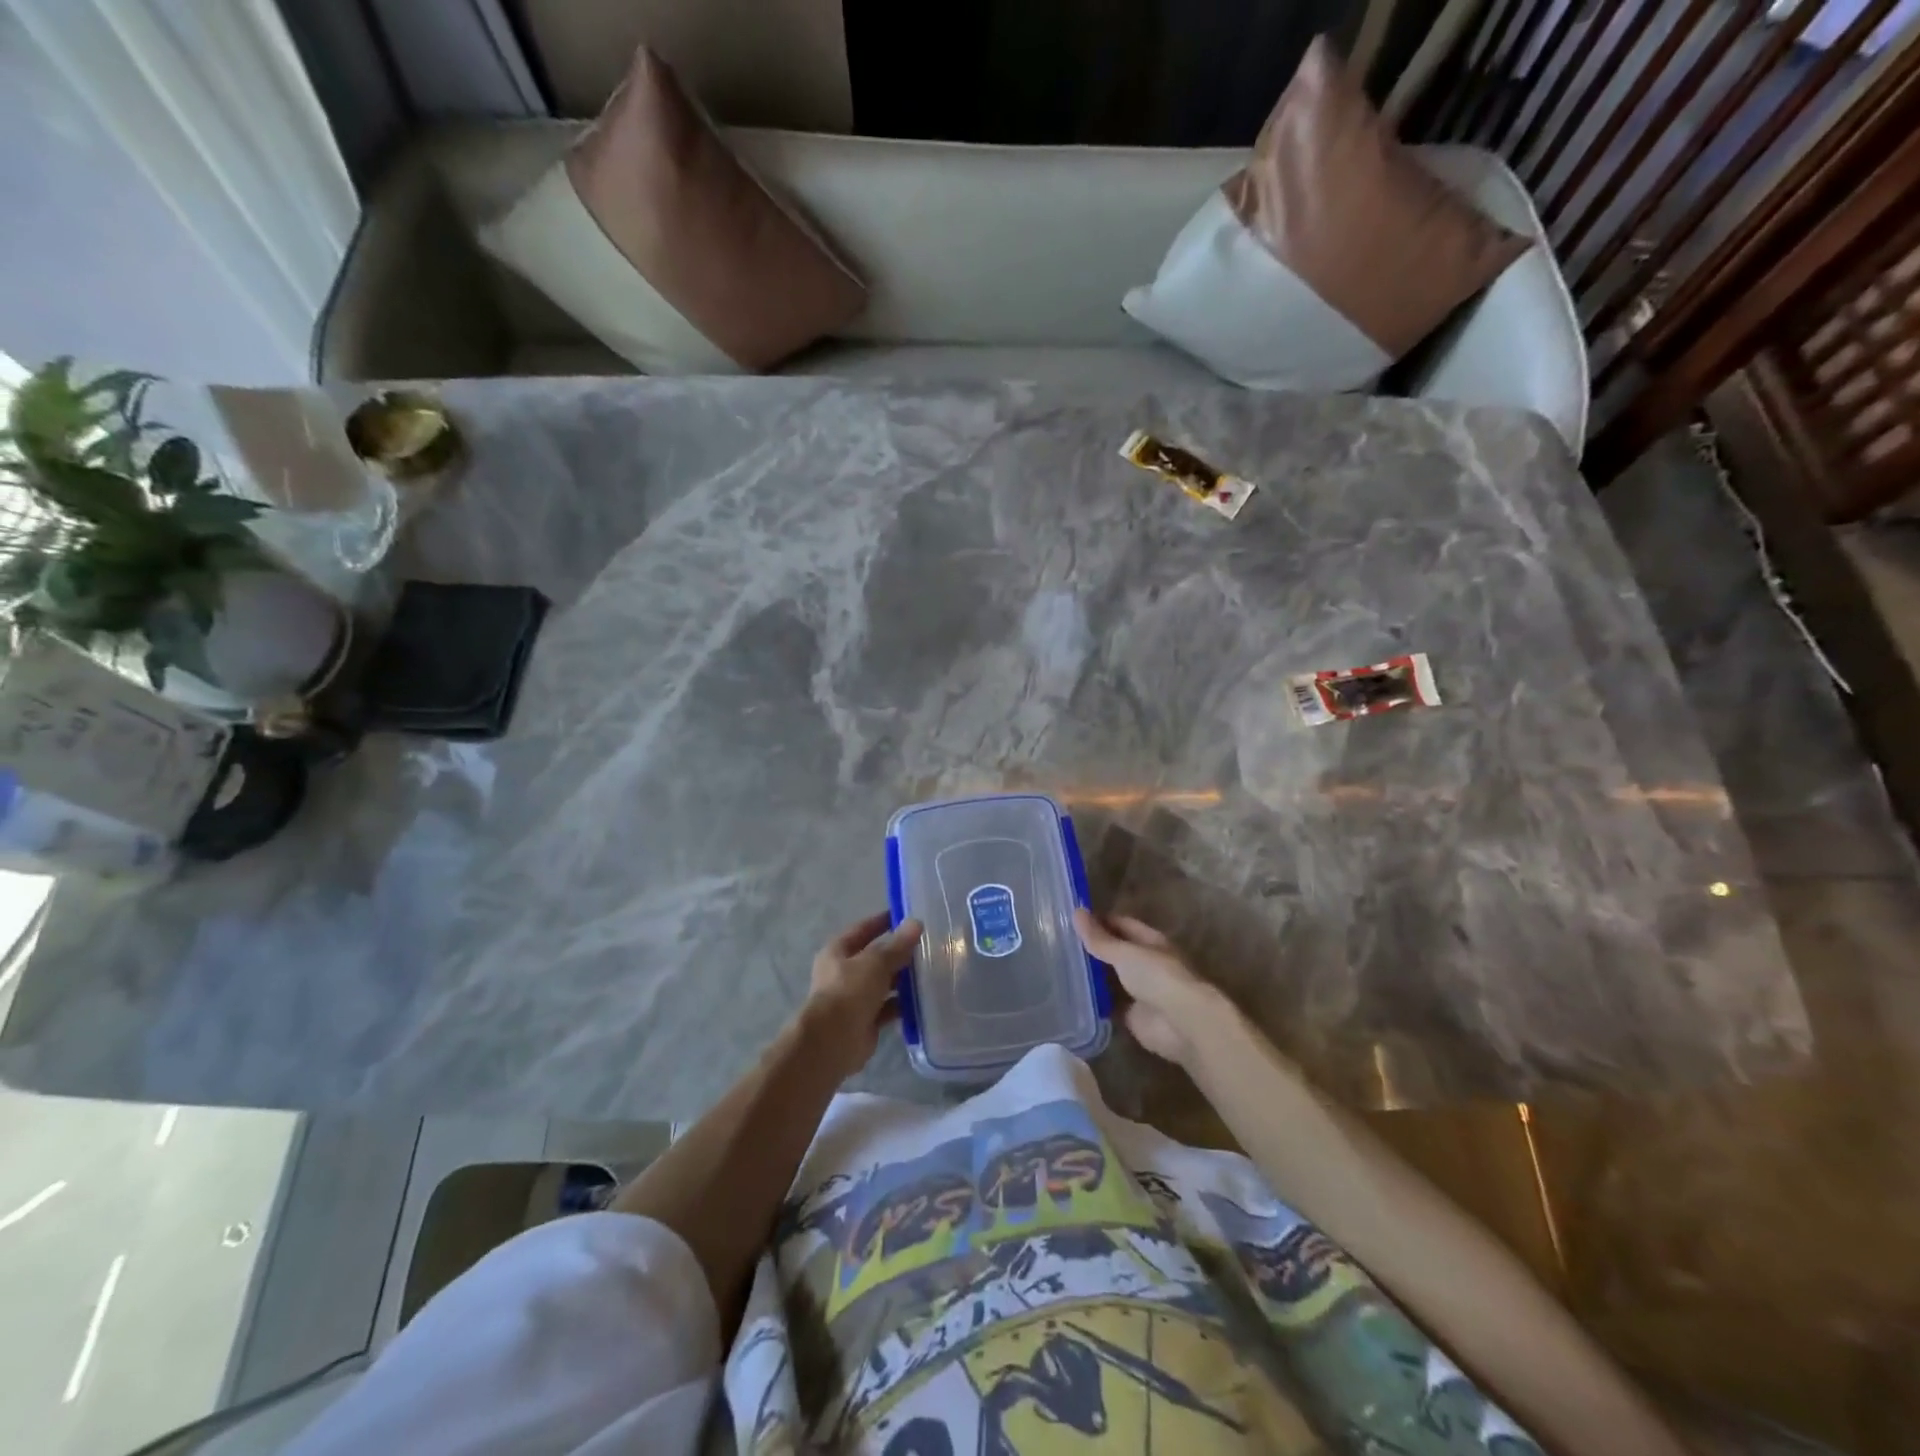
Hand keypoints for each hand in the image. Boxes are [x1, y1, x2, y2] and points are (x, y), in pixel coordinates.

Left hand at [797, 912, 922, 1081]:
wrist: (832, 1042)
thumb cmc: (849, 992)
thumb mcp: (876, 962)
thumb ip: (897, 945)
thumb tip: (916, 923)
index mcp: (838, 951)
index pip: (864, 929)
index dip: (884, 921)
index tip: (909, 916)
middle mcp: (844, 972)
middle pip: (875, 957)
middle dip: (899, 953)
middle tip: (929, 946)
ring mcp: (854, 998)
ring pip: (883, 983)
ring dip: (903, 980)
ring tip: (932, 972)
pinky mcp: (866, 1021)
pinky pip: (888, 1008)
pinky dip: (903, 1004)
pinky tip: (925, 1000)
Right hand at [1074, 910, 1231, 1066]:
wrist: (1181, 1023)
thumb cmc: (1157, 977)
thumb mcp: (1125, 953)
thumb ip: (1100, 938)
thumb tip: (1076, 912)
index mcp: (1149, 941)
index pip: (1121, 924)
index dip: (1098, 921)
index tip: (1070, 920)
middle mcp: (1145, 963)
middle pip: (1115, 952)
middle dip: (1092, 949)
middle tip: (1059, 944)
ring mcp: (1139, 990)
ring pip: (1110, 978)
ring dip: (1091, 976)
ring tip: (1058, 968)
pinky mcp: (1132, 1015)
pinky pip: (1108, 1004)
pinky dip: (1093, 1001)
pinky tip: (1071, 996)